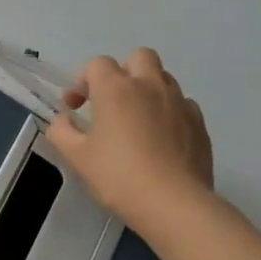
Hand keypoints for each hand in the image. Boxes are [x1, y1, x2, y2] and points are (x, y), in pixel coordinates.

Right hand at [45, 48, 215, 237]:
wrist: (173, 203)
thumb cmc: (117, 176)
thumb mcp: (76, 156)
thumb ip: (61, 130)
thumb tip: (63, 119)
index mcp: (116, 89)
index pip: (98, 64)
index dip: (82, 81)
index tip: (75, 107)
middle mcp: (150, 86)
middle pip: (139, 56)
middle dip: (122, 72)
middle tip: (110, 101)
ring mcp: (180, 102)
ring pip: (163, 78)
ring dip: (146, 89)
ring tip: (135, 120)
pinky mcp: (199, 122)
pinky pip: (181, 103)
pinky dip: (168, 111)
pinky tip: (159, 138)